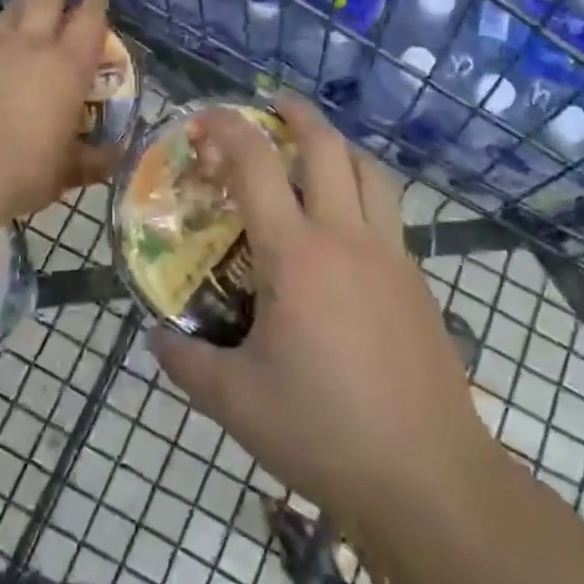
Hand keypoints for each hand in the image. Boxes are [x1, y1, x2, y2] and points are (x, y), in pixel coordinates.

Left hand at [0, 0, 119, 222]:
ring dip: (25, 1)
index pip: (90, 18)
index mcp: (69, 66)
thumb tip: (116, 156)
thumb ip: (94, 159)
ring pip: (13, 6)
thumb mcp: (66, 172)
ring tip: (29, 5)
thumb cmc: (21, 173)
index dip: (96, 3)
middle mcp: (33, 44)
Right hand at [152, 95, 493, 527]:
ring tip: (318, 149)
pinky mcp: (417, 281)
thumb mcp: (236, 402)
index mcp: (296, 256)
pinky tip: (348, 225)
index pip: (256, 166)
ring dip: (341, 146)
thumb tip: (155, 338)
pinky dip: (365, 191)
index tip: (206, 115)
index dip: (227, 129)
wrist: (429, 478)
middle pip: (328, 147)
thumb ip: (186, 362)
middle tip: (275, 105)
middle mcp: (346, 238)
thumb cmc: (323, 432)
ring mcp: (390, 256)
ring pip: (372, 172)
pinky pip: (390, 212)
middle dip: (298, 114)